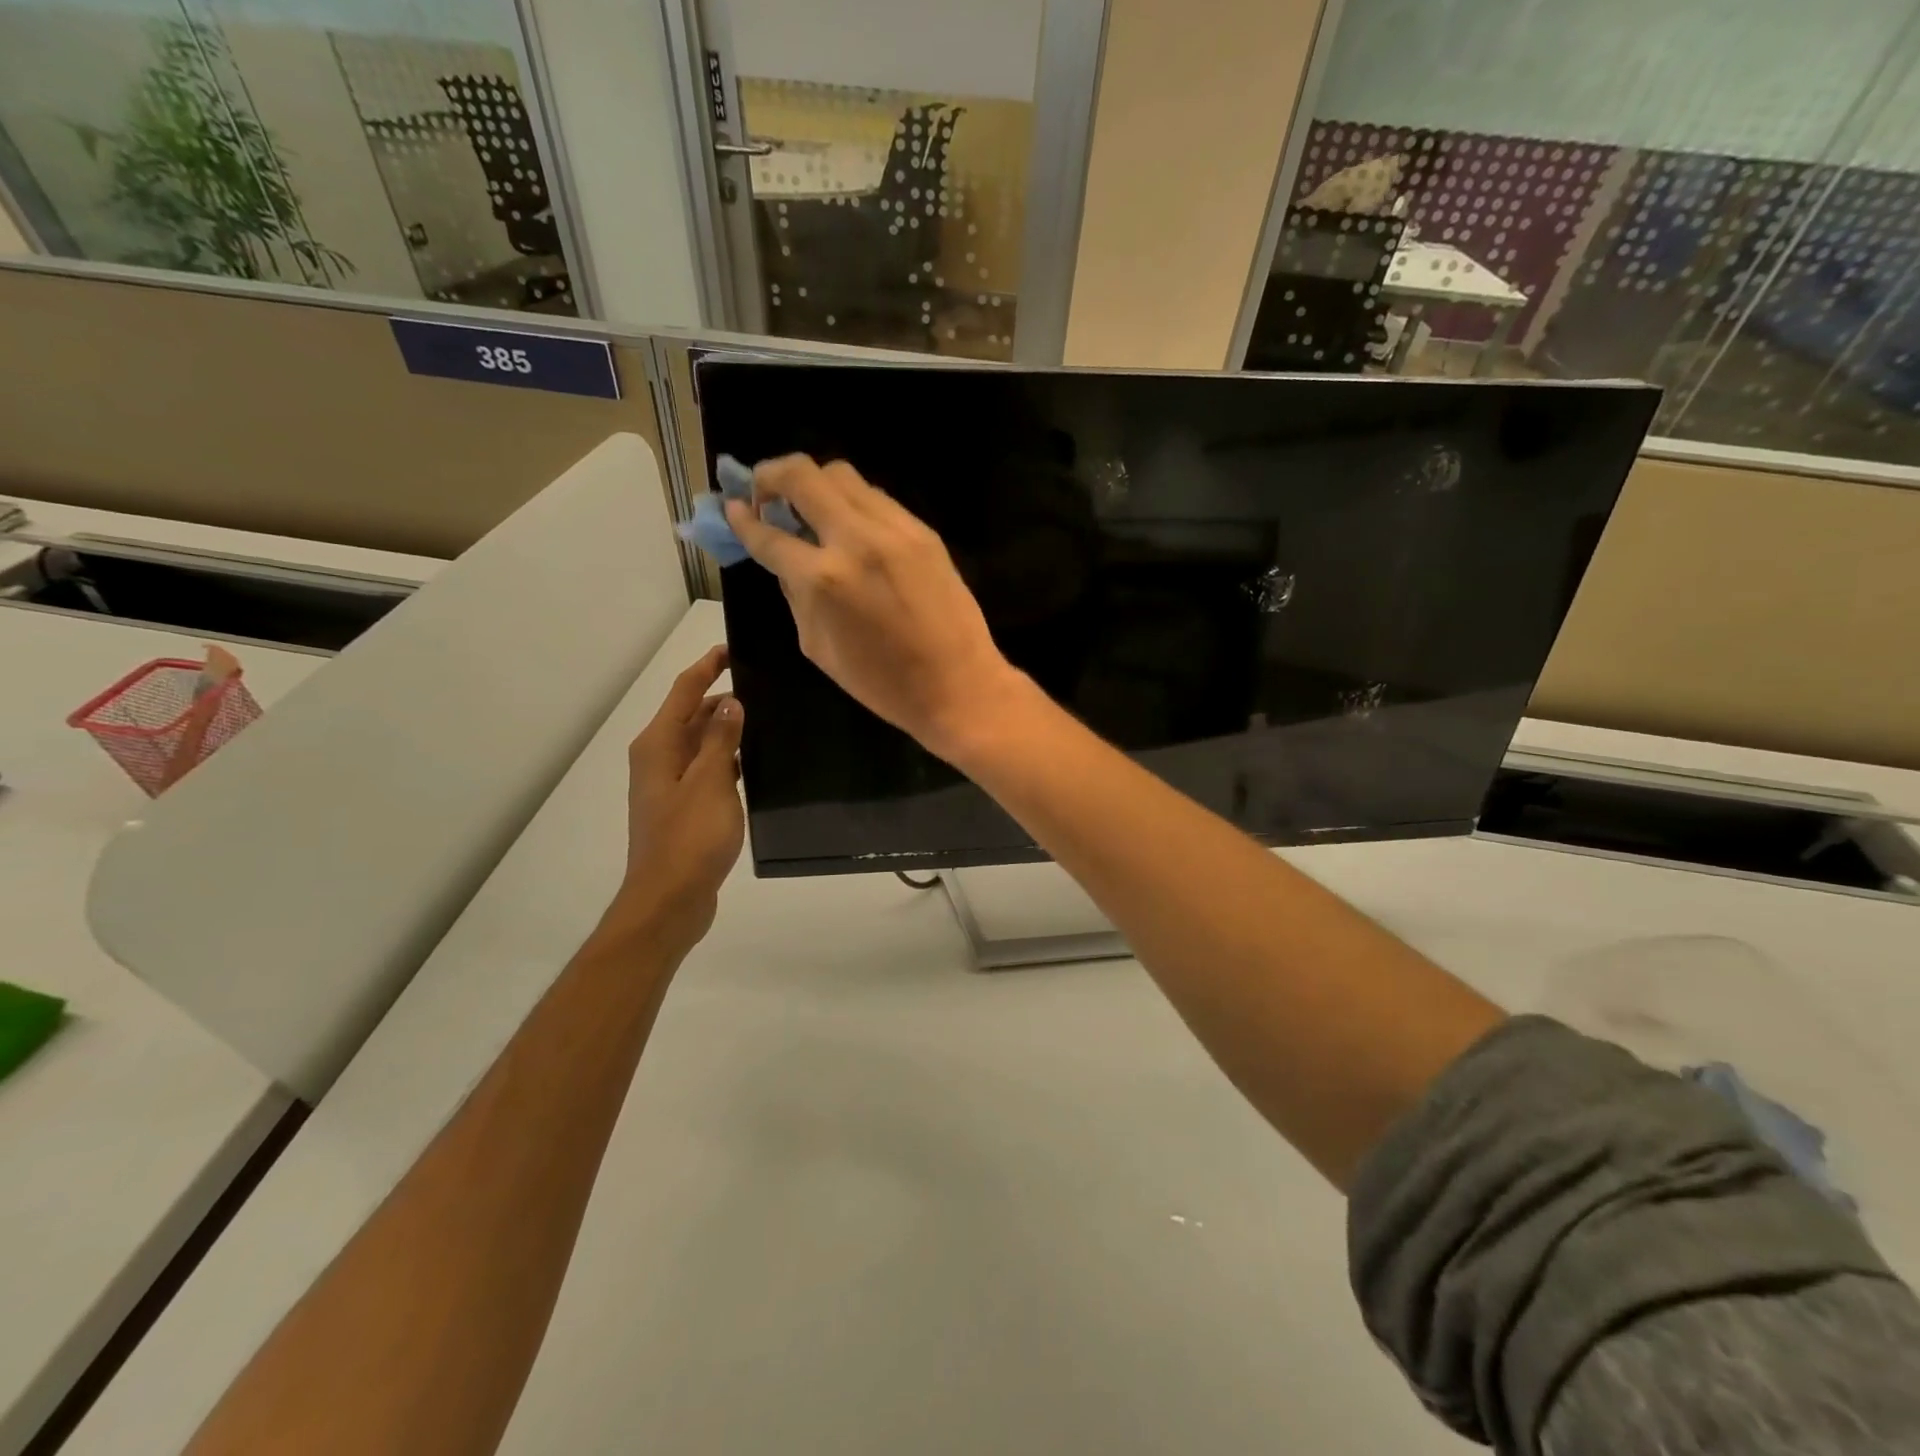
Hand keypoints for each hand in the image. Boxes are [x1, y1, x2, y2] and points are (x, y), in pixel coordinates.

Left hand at [611, 646, 744, 950]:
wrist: (669, 899)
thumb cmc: (688, 838)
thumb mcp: (710, 782)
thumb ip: (721, 739)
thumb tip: (731, 702)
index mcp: (658, 745)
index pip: (685, 691)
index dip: (708, 666)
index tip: (734, 648)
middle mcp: (660, 758)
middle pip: (692, 715)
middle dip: (723, 697)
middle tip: (766, 685)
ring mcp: (671, 785)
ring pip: (702, 743)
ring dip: (728, 730)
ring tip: (768, 718)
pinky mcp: (685, 808)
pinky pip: (708, 769)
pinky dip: (728, 759)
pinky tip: (757, 762)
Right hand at [724, 455, 1027, 760]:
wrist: (958, 685)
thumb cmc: (882, 683)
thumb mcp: (818, 647)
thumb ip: (796, 595)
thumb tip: (785, 561)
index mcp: (823, 579)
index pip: (769, 534)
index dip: (742, 519)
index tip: (733, 508)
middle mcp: (856, 539)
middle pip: (803, 474)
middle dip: (772, 475)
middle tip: (764, 493)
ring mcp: (895, 530)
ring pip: (843, 476)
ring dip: (815, 484)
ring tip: (808, 508)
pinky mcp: (923, 532)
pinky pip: (877, 499)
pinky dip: (853, 503)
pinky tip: (850, 527)